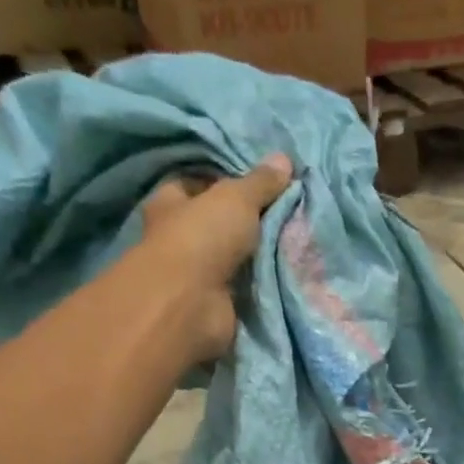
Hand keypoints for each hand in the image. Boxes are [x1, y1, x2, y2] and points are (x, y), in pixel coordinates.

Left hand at [136, 154, 292, 364]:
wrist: (192, 303)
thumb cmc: (202, 238)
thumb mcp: (236, 198)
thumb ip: (260, 182)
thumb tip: (284, 159)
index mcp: (171, 202)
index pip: (195, 184)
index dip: (223, 181)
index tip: (258, 183)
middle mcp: (178, 238)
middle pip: (215, 223)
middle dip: (245, 222)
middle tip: (283, 214)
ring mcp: (194, 275)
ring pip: (231, 258)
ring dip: (256, 257)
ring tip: (292, 244)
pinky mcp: (213, 304)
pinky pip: (243, 289)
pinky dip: (260, 286)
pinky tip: (286, 276)